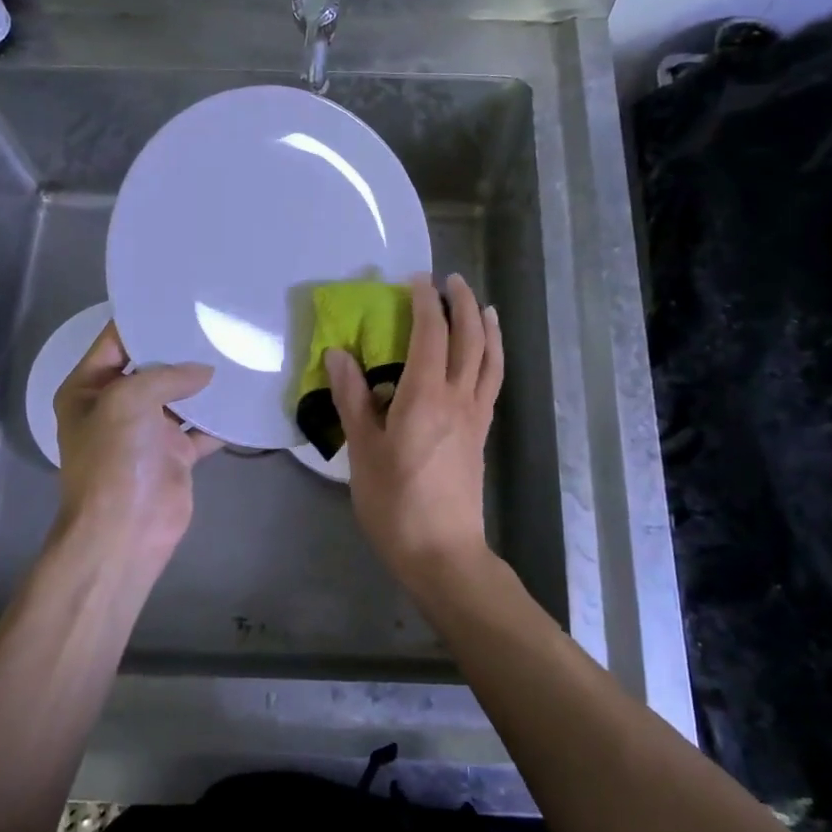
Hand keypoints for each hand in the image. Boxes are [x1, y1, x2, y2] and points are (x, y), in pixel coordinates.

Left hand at [53, 323, 221, 567]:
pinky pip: (201, 427)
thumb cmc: (114, 458)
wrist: (125, 530)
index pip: (115, 342)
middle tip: (217, 319)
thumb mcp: (128, 400)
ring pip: (179, 395)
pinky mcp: (175, 453)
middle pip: (151, 367)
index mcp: (89, 389)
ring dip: (203, 381)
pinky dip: (220, 416)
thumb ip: (166, 375)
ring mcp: (147, 431)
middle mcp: (116, 405)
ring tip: (235, 349)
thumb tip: (205, 371)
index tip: (179, 298)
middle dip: (180, 348)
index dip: (143, 319)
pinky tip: (244, 394)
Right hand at [324, 273, 502, 582]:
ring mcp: (475, 416)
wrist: (442, 551)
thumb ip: (353, 399)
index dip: (425, 302)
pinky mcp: (481, 434)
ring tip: (483, 307)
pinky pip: (492, 383)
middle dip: (462, 304)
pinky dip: (492, 358)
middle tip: (451, 281)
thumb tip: (338, 353)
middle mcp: (458, 398)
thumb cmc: (394, 503)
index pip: (430, 334)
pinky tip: (484, 358)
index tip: (416, 279)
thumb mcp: (363, 452)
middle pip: (470, 339)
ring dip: (487, 327)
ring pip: (489, 359)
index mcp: (426, 396)